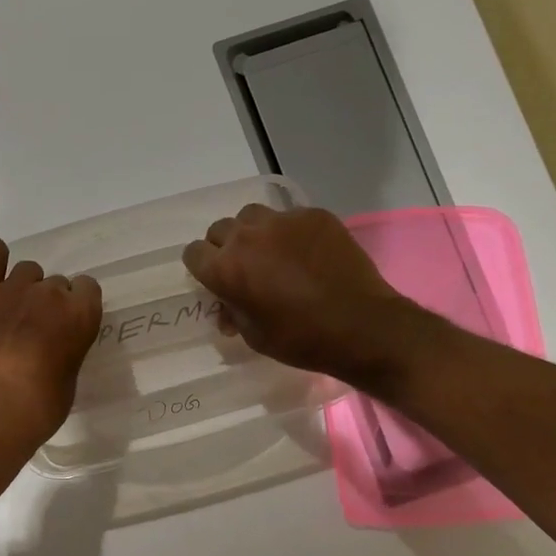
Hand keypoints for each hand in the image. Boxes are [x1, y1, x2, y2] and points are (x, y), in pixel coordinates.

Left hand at [0, 237, 102, 455]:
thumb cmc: (37, 410)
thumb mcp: (69, 379)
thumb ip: (70, 347)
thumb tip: (57, 340)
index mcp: (80, 315)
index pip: (87, 288)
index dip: (76, 307)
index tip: (65, 327)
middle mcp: (50, 294)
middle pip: (55, 283)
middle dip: (47, 304)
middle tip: (33, 332)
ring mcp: (11, 289)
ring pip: (26, 271)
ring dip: (23, 289)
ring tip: (9, 317)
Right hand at [182, 204, 416, 387]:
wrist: (362, 326)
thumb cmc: (300, 339)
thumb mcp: (254, 335)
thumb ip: (233, 311)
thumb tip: (228, 305)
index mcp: (226, 269)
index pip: (193, 253)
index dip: (202, 267)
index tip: (215, 280)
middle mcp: (247, 237)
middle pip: (220, 230)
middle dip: (226, 248)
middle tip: (245, 269)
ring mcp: (283, 221)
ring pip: (252, 216)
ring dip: (254, 233)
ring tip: (273, 254)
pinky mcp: (314, 215)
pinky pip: (290, 217)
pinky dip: (290, 233)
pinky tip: (307, 253)